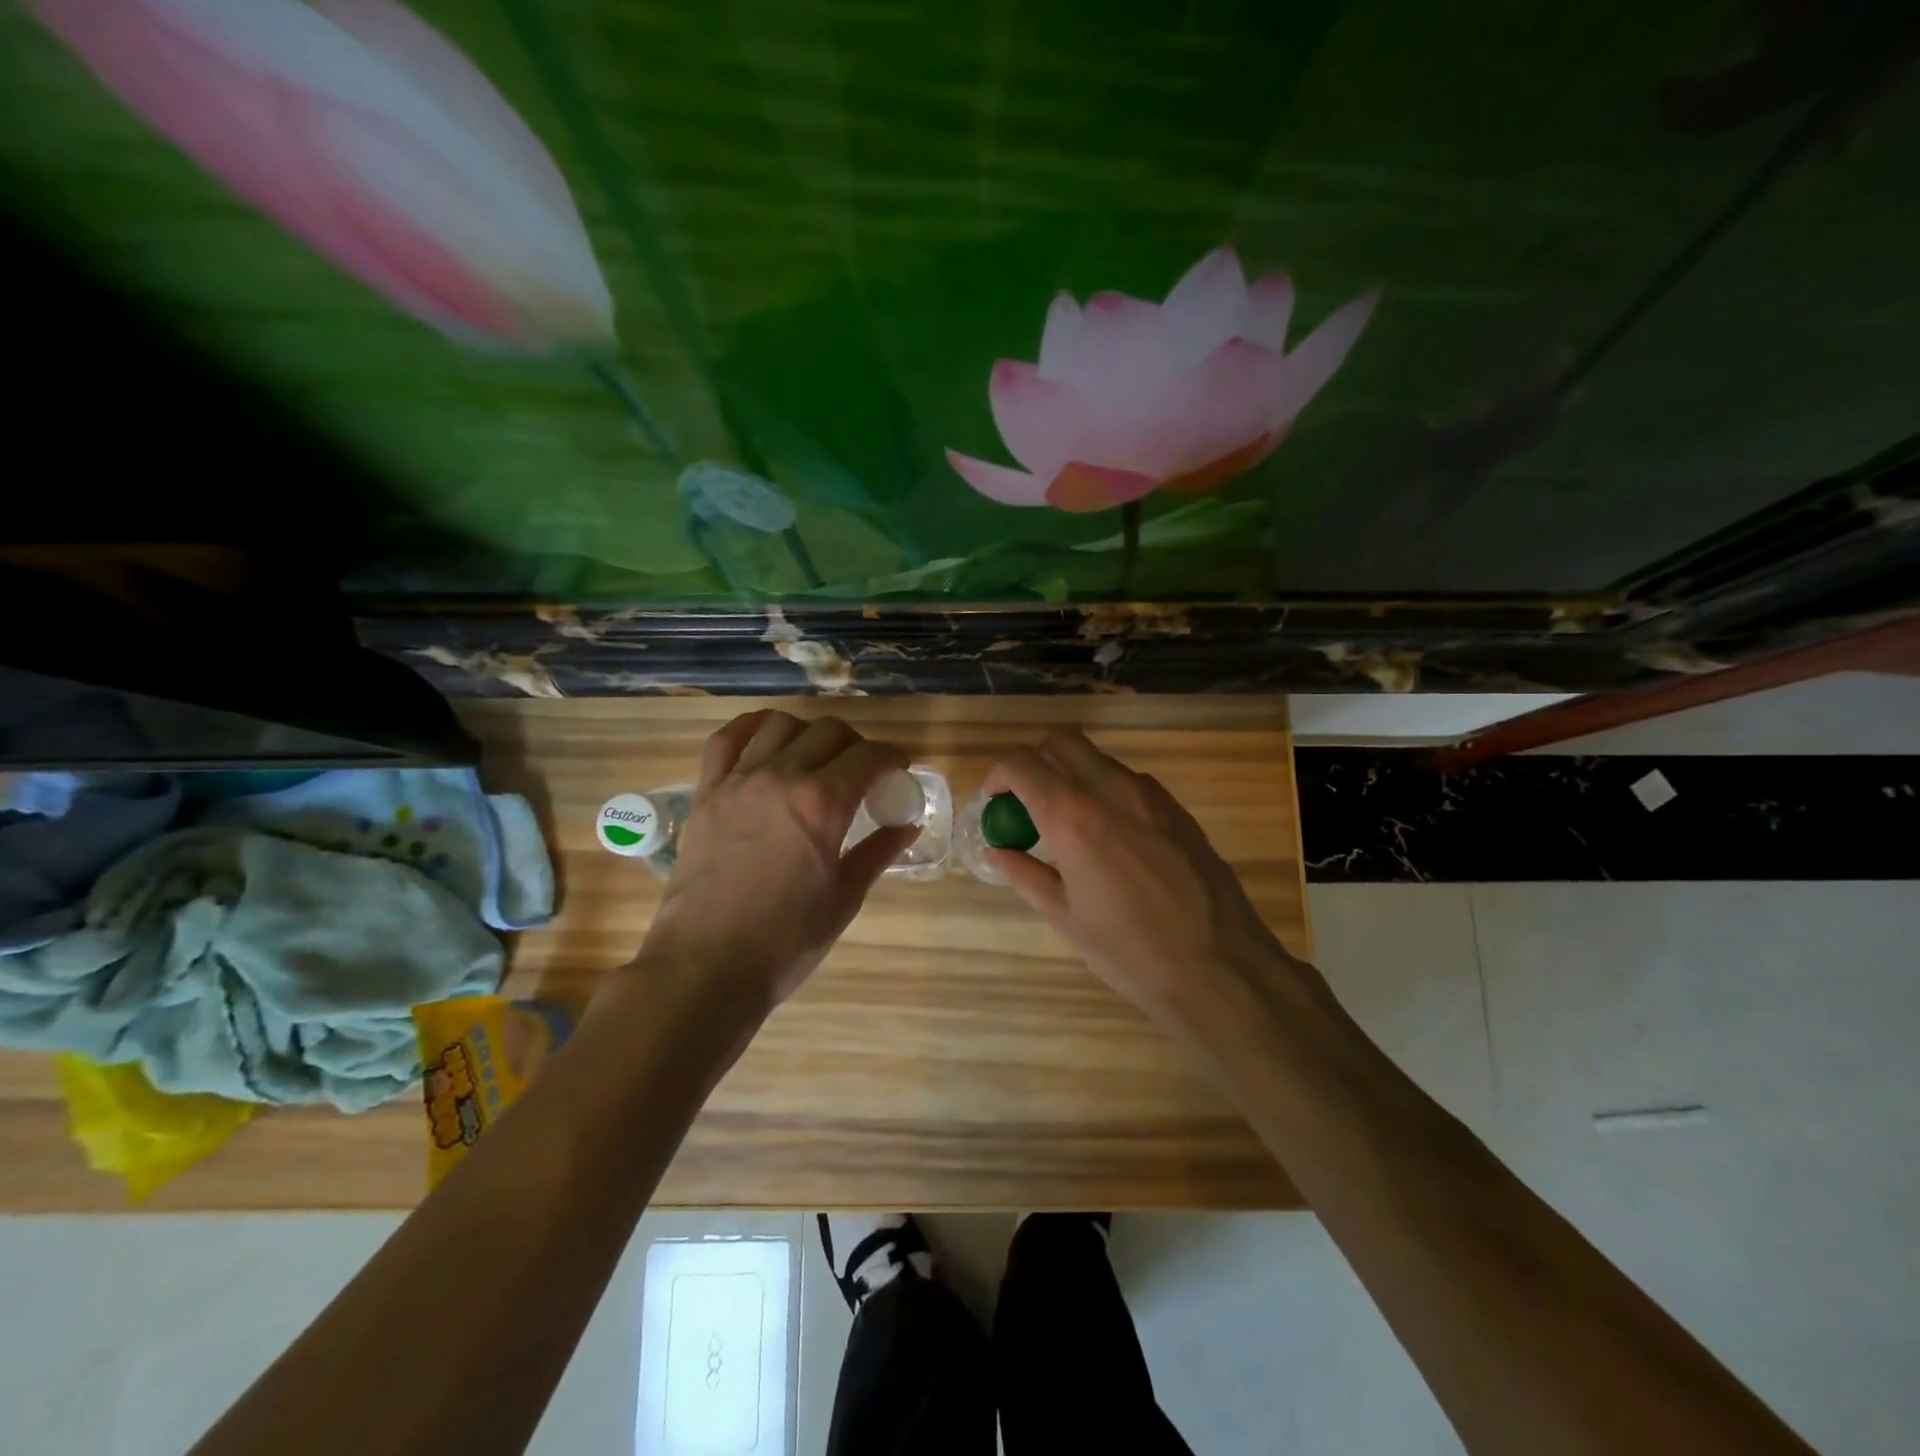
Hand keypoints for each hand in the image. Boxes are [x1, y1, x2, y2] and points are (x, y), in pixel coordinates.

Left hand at [637, 711, 916, 1008]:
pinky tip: (765, 735)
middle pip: (829, 732)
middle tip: (862, 769)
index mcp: (824, 803)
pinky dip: (750, 727)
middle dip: (856, 743)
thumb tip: (907, 826)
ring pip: (780, 725)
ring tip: (815, 755)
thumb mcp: (844, 897)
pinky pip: (726, 740)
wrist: (707, 966)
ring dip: (808, 732)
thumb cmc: (786, 940)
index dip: (892, 756)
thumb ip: (878, 852)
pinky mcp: (707, 793)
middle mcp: (782, 777)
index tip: (899, 766)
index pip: (869, 756)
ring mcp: (739, 781)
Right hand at [985, 731, 1317, 1035]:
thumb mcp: (1066, 916)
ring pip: (1098, 759)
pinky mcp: (1177, 809)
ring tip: (1070, 824)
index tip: (995, 801)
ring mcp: (1150, 795)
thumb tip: (997, 851)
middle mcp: (1111, 790)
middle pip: (1062, 742)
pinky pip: (1130, 782)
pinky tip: (1112, 838)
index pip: (1021, 763)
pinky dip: (1107, 792)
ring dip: (1073, 776)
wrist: (1220, 966)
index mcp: (1073, 817)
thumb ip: (1025, 874)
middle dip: (1035, 761)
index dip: (998, 775)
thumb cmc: (1130, 950)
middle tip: (1028, 801)